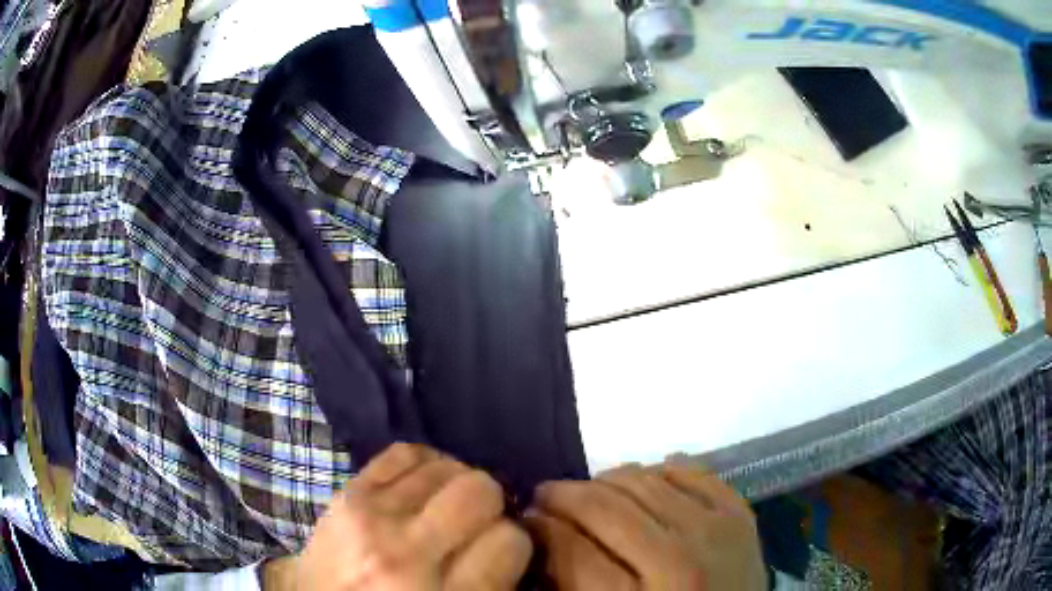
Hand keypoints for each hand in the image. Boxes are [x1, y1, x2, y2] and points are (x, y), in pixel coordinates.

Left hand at [279, 443, 531, 590]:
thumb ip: (492, 580)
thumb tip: (513, 535)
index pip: (509, 539)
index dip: (514, 542)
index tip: (500, 550)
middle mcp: (408, 555)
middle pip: (480, 491)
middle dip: (491, 504)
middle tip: (477, 524)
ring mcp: (371, 519)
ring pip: (447, 467)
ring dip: (458, 484)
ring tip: (448, 506)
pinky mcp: (347, 495)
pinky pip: (404, 453)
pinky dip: (426, 464)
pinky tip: (425, 485)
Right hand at [525, 462, 765, 590]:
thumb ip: (568, 584)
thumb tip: (538, 536)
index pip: (570, 548)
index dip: (539, 527)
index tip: (525, 520)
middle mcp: (680, 561)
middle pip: (605, 506)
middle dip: (562, 496)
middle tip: (545, 498)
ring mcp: (717, 531)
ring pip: (643, 480)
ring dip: (604, 480)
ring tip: (589, 492)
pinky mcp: (740, 514)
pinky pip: (689, 471)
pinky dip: (657, 470)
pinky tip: (641, 484)